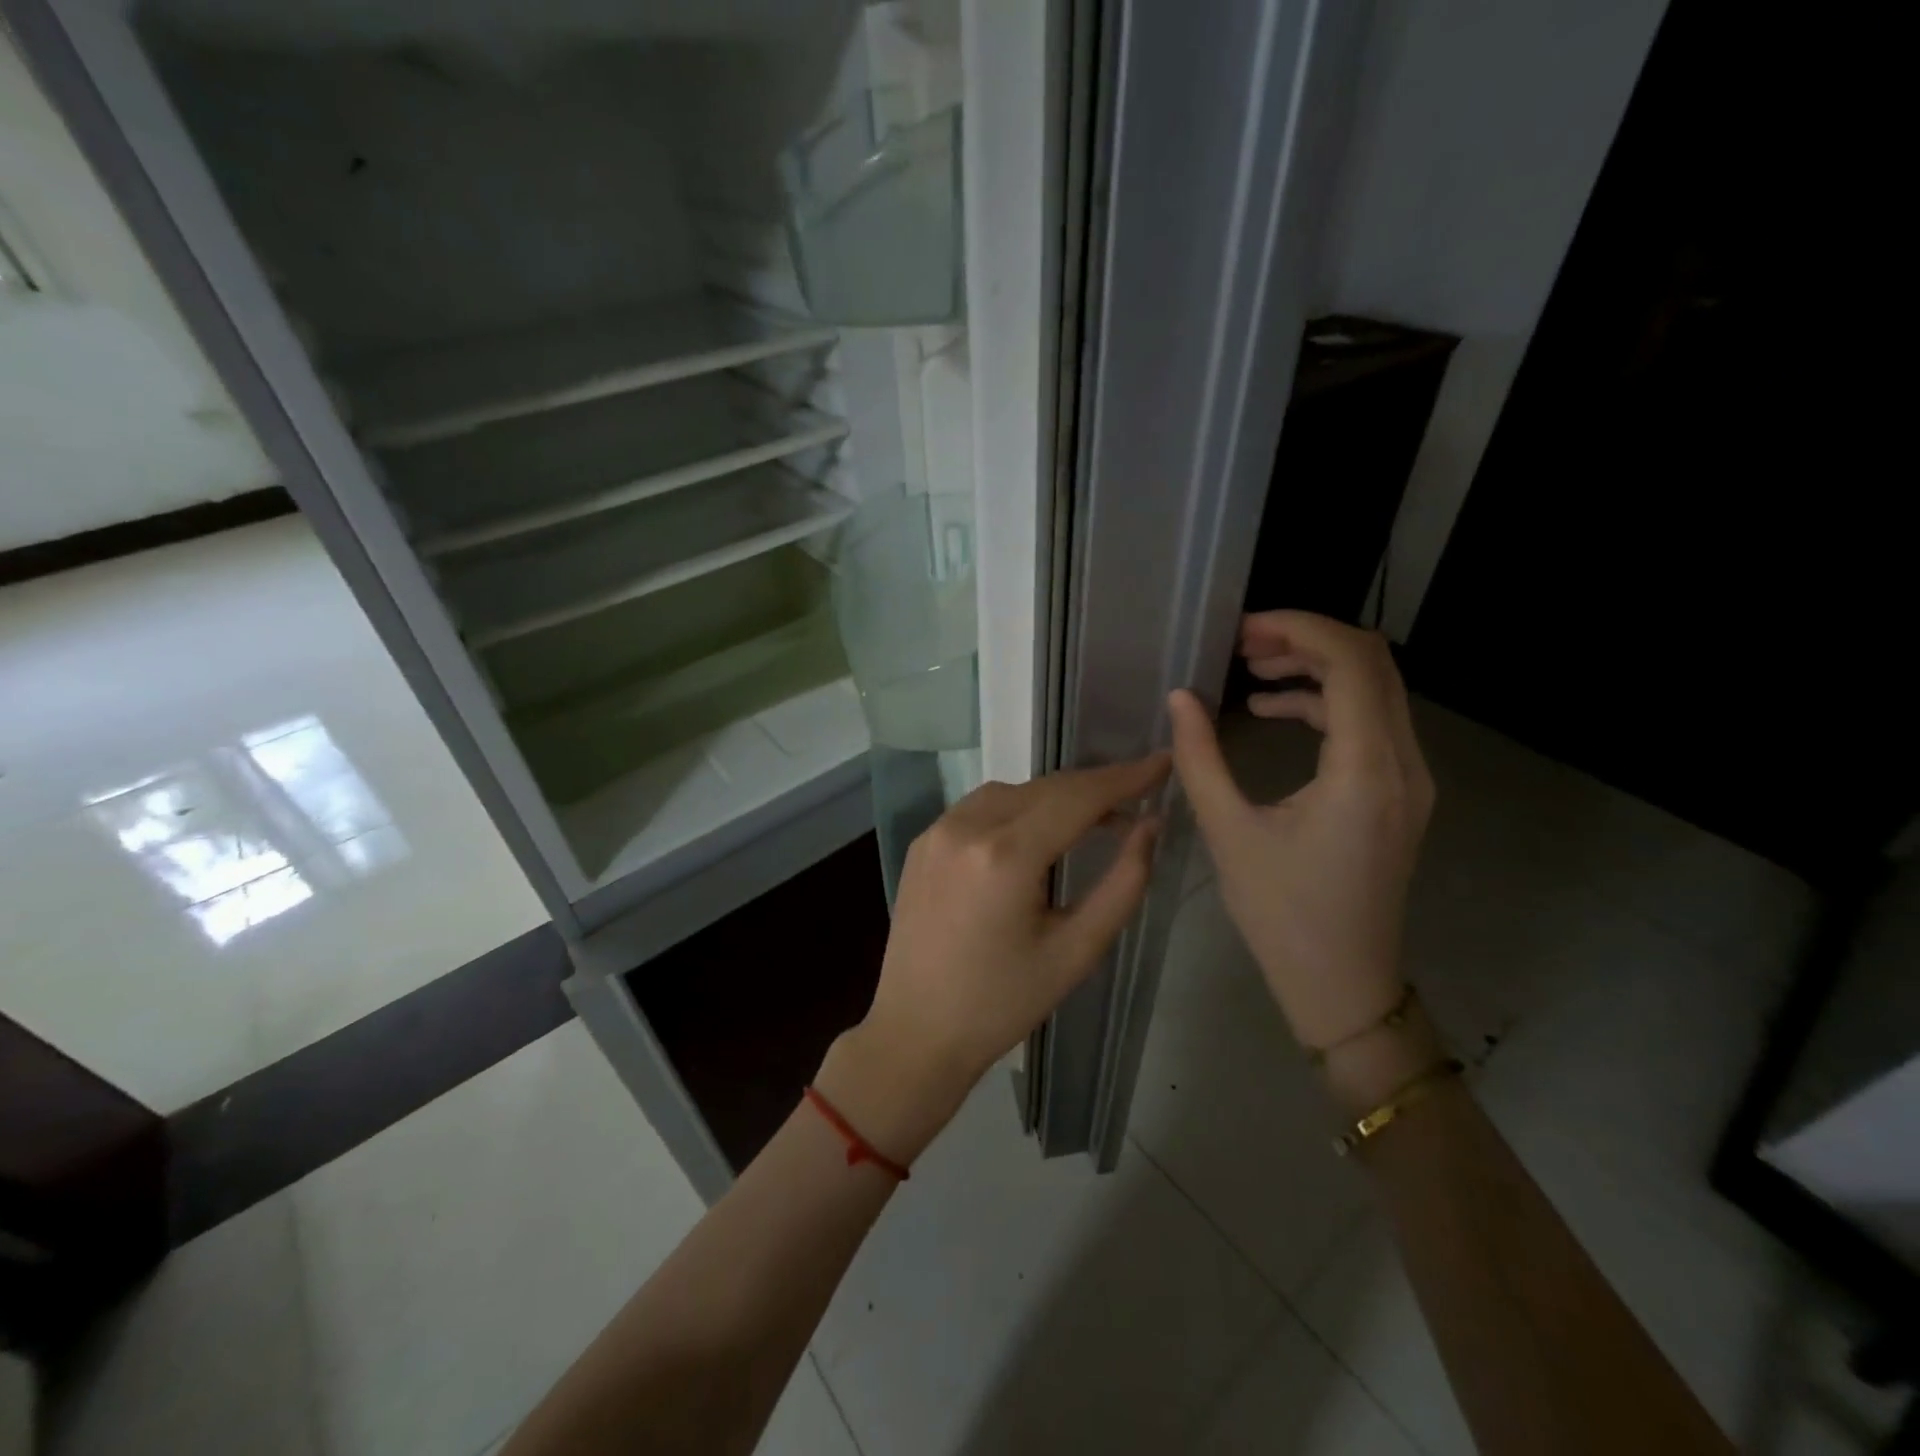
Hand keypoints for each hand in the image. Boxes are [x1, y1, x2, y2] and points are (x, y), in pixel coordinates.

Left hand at [819, 756, 1169, 1161]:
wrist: (916, 1031)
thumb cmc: (1002, 1003)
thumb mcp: (1076, 952)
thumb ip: (1122, 884)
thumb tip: (1150, 825)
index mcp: (1005, 855)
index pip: (1078, 797)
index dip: (1125, 777)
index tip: (1162, 762)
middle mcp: (967, 827)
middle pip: (1046, 788)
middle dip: (1094, 787)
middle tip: (1137, 796)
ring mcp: (937, 830)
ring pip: (1012, 791)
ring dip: (1055, 797)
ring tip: (1092, 820)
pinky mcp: (922, 841)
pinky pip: (980, 806)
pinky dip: (1017, 808)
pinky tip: (1035, 833)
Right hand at [1167, 611, 1432, 1051]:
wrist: (1343, 983)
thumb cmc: (1282, 914)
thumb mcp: (1229, 832)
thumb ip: (1200, 758)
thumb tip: (1179, 698)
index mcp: (1364, 770)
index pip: (1351, 662)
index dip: (1299, 629)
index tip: (1243, 628)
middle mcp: (1403, 763)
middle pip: (1372, 664)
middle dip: (1307, 640)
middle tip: (1243, 645)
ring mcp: (1409, 779)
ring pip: (1375, 689)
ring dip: (1316, 669)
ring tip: (1253, 672)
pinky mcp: (1399, 793)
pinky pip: (1371, 722)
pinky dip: (1325, 703)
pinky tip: (1273, 713)